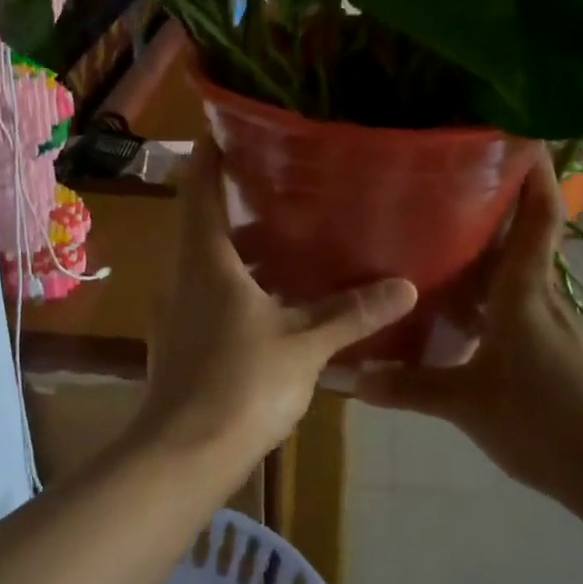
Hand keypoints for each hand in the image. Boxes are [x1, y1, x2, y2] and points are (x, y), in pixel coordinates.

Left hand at [137, 142, 417, 469]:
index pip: (200, 186)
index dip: (212, 152)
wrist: (181, 457)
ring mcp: (176, 309)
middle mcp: (183, 273)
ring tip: (290, 233)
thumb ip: (351, 313)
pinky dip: (238, 281)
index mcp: (205, 258)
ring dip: (243, 245)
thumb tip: (406, 286)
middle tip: (284, 178)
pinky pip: (209, 292)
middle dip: (238, 197)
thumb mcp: (304, 344)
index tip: (233, 125)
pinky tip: (275, 296)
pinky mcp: (180, 339)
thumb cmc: (240, 384)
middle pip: (204, 220)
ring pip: (209, 260)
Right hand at [354, 150, 582, 512]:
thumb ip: (409, 387)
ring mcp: (547, 321)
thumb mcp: (468, 405)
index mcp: (524, 290)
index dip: (534, 171)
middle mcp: (539, 294)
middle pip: (520, 233)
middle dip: (492, 201)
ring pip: (512, 270)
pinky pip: (510, 302)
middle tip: (444, 177)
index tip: (520, 131)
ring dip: (483, 249)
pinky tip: (452, 308)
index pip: (538, 215)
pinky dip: (483, 293)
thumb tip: (351, 376)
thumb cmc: (547, 422)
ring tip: (434, 232)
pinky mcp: (548, 346)